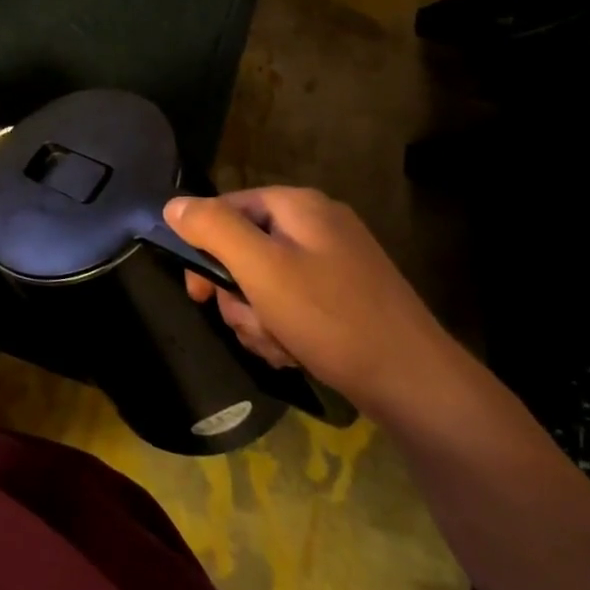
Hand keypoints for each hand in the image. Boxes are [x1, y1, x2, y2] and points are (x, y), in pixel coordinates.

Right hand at [165, 187, 459, 421]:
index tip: (198, 292)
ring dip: (258, 317)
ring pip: (264, 281)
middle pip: (244, 248)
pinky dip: (284, 327)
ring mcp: (335, 261)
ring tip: (278, 345)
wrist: (416, 385)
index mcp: (297, 205)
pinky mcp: (345, 296)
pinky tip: (295, 352)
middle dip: (237, 293)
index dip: (203, 247)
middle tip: (248, 324)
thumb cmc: (330, 318)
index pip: (225, 208)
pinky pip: (292, 301)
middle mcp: (316, 224)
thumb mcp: (260, 269)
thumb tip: (173, 205)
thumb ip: (212, 229)